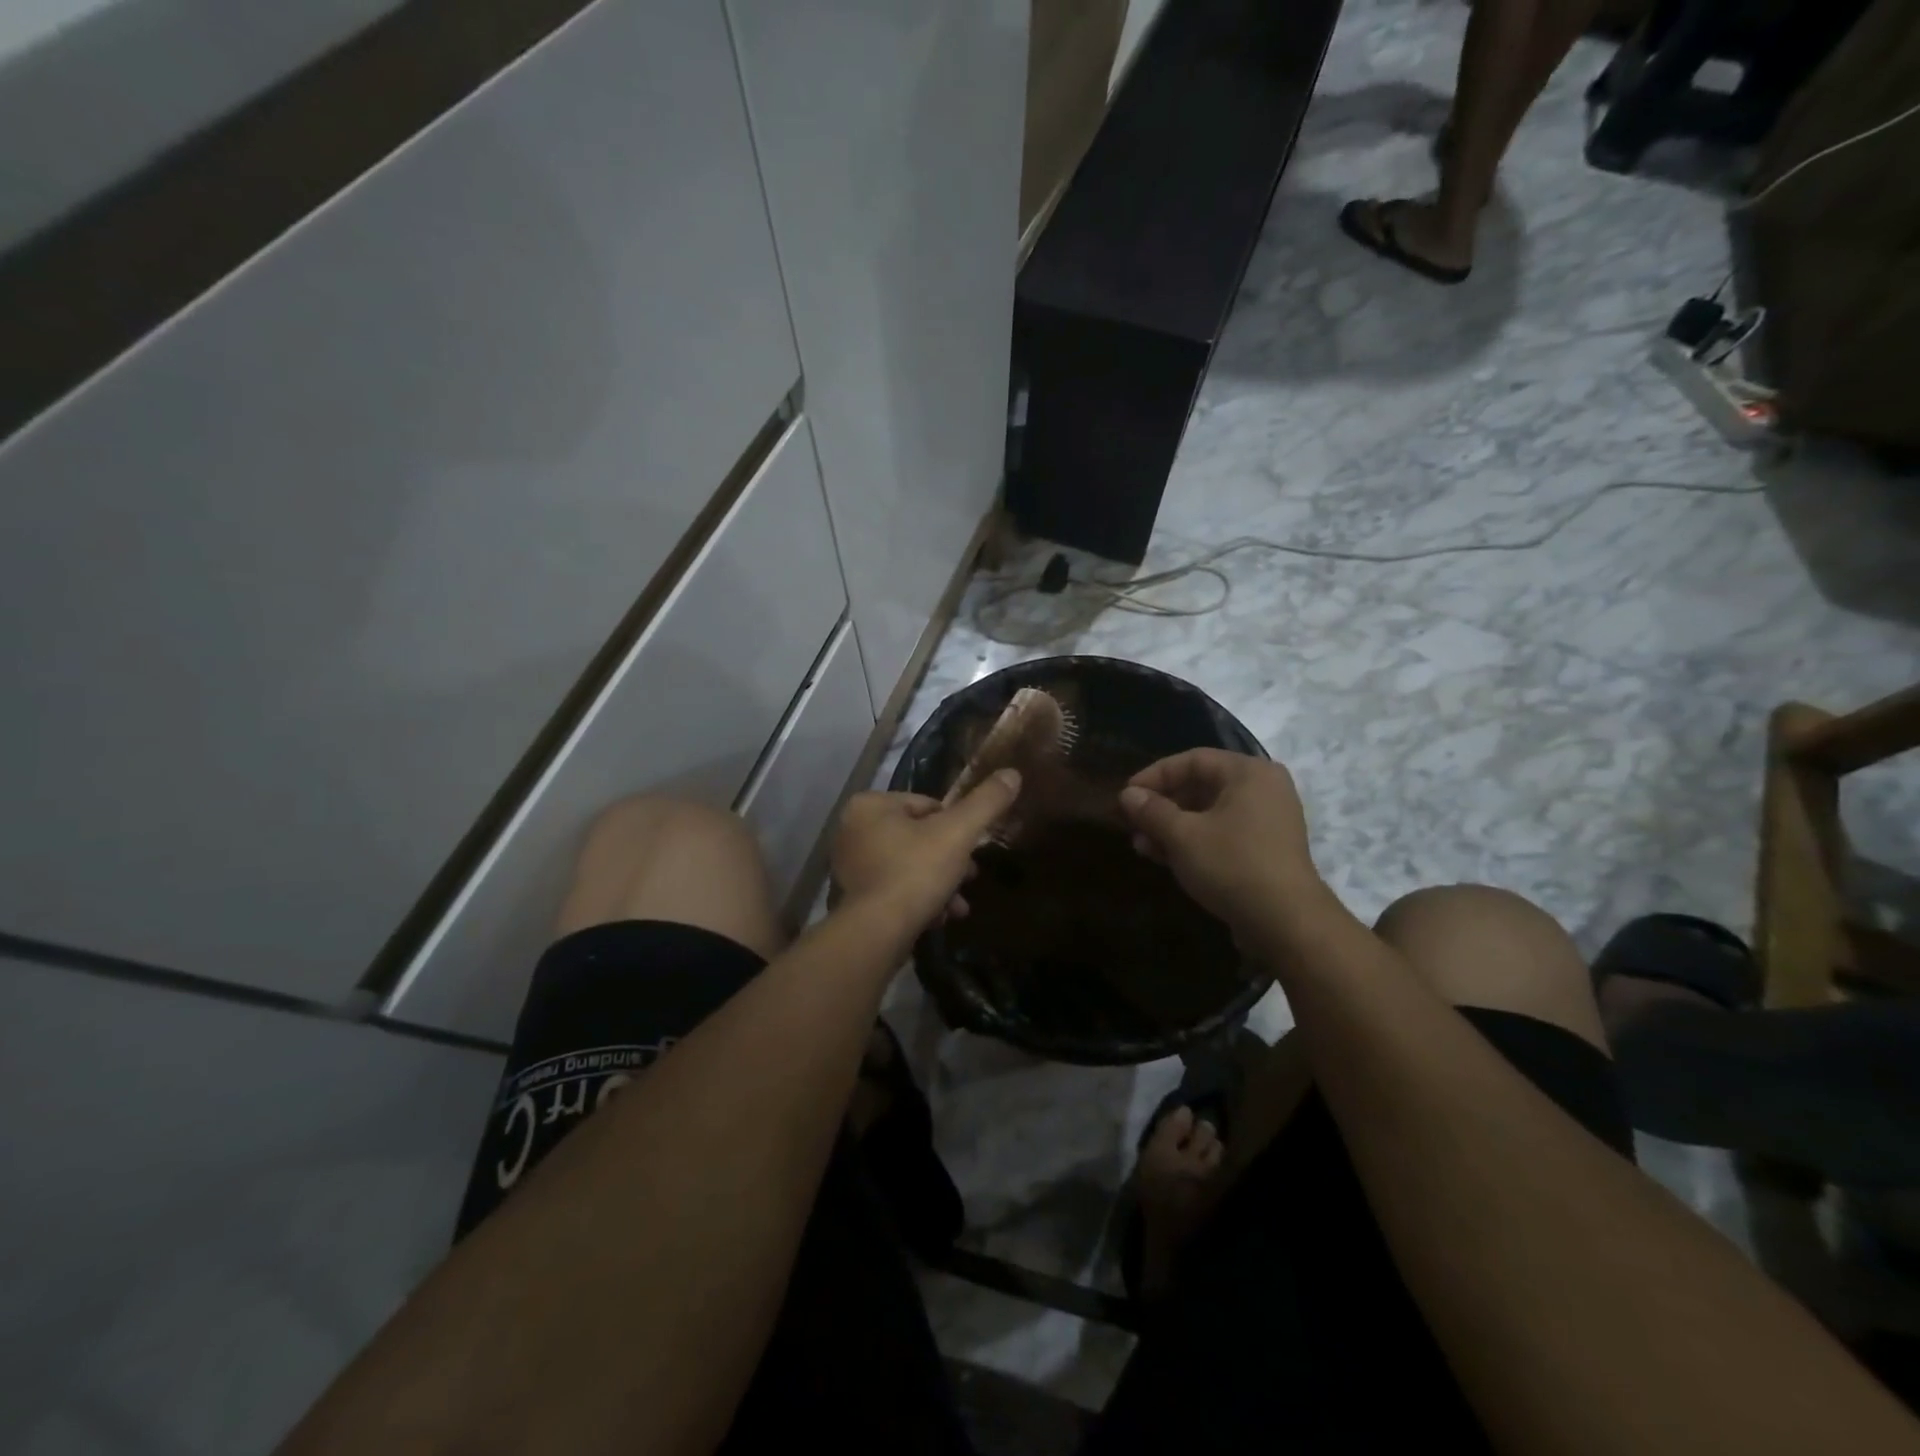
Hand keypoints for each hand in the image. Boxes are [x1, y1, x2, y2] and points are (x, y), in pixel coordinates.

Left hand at [830, 771, 1022, 930]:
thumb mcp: (958, 832)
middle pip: (918, 836)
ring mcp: (849, 865)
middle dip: (949, 859)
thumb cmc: (916, 872)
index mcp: (869, 805)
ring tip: (958, 905)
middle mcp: (852, 830)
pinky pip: (895, 888)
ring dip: (939, 882)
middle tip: (970, 876)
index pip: (927, 805)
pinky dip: (919, 899)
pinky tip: (940, 917)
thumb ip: (986, 802)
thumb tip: (1012, 773)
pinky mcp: (854, 897)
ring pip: (910, 865)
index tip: (971, 849)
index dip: (955, 827)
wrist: (878, 933)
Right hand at [1117, 749, 1318, 929]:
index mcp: (1248, 773)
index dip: (1154, 775)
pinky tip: (1166, 858)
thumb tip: (1127, 795)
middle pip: (1201, 786)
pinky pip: (1223, 834)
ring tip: (1142, 846)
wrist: (1286, 923)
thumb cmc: (1232, 865)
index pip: (1192, 760)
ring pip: (1209, 814)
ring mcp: (1268, 821)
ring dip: (1173, 827)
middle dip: (1162, 806)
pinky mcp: (1266, 850)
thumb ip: (1152, 811)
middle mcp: (1263, 789)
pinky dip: (1194, 841)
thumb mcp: (1183, 836)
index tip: (1126, 796)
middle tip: (1132, 824)